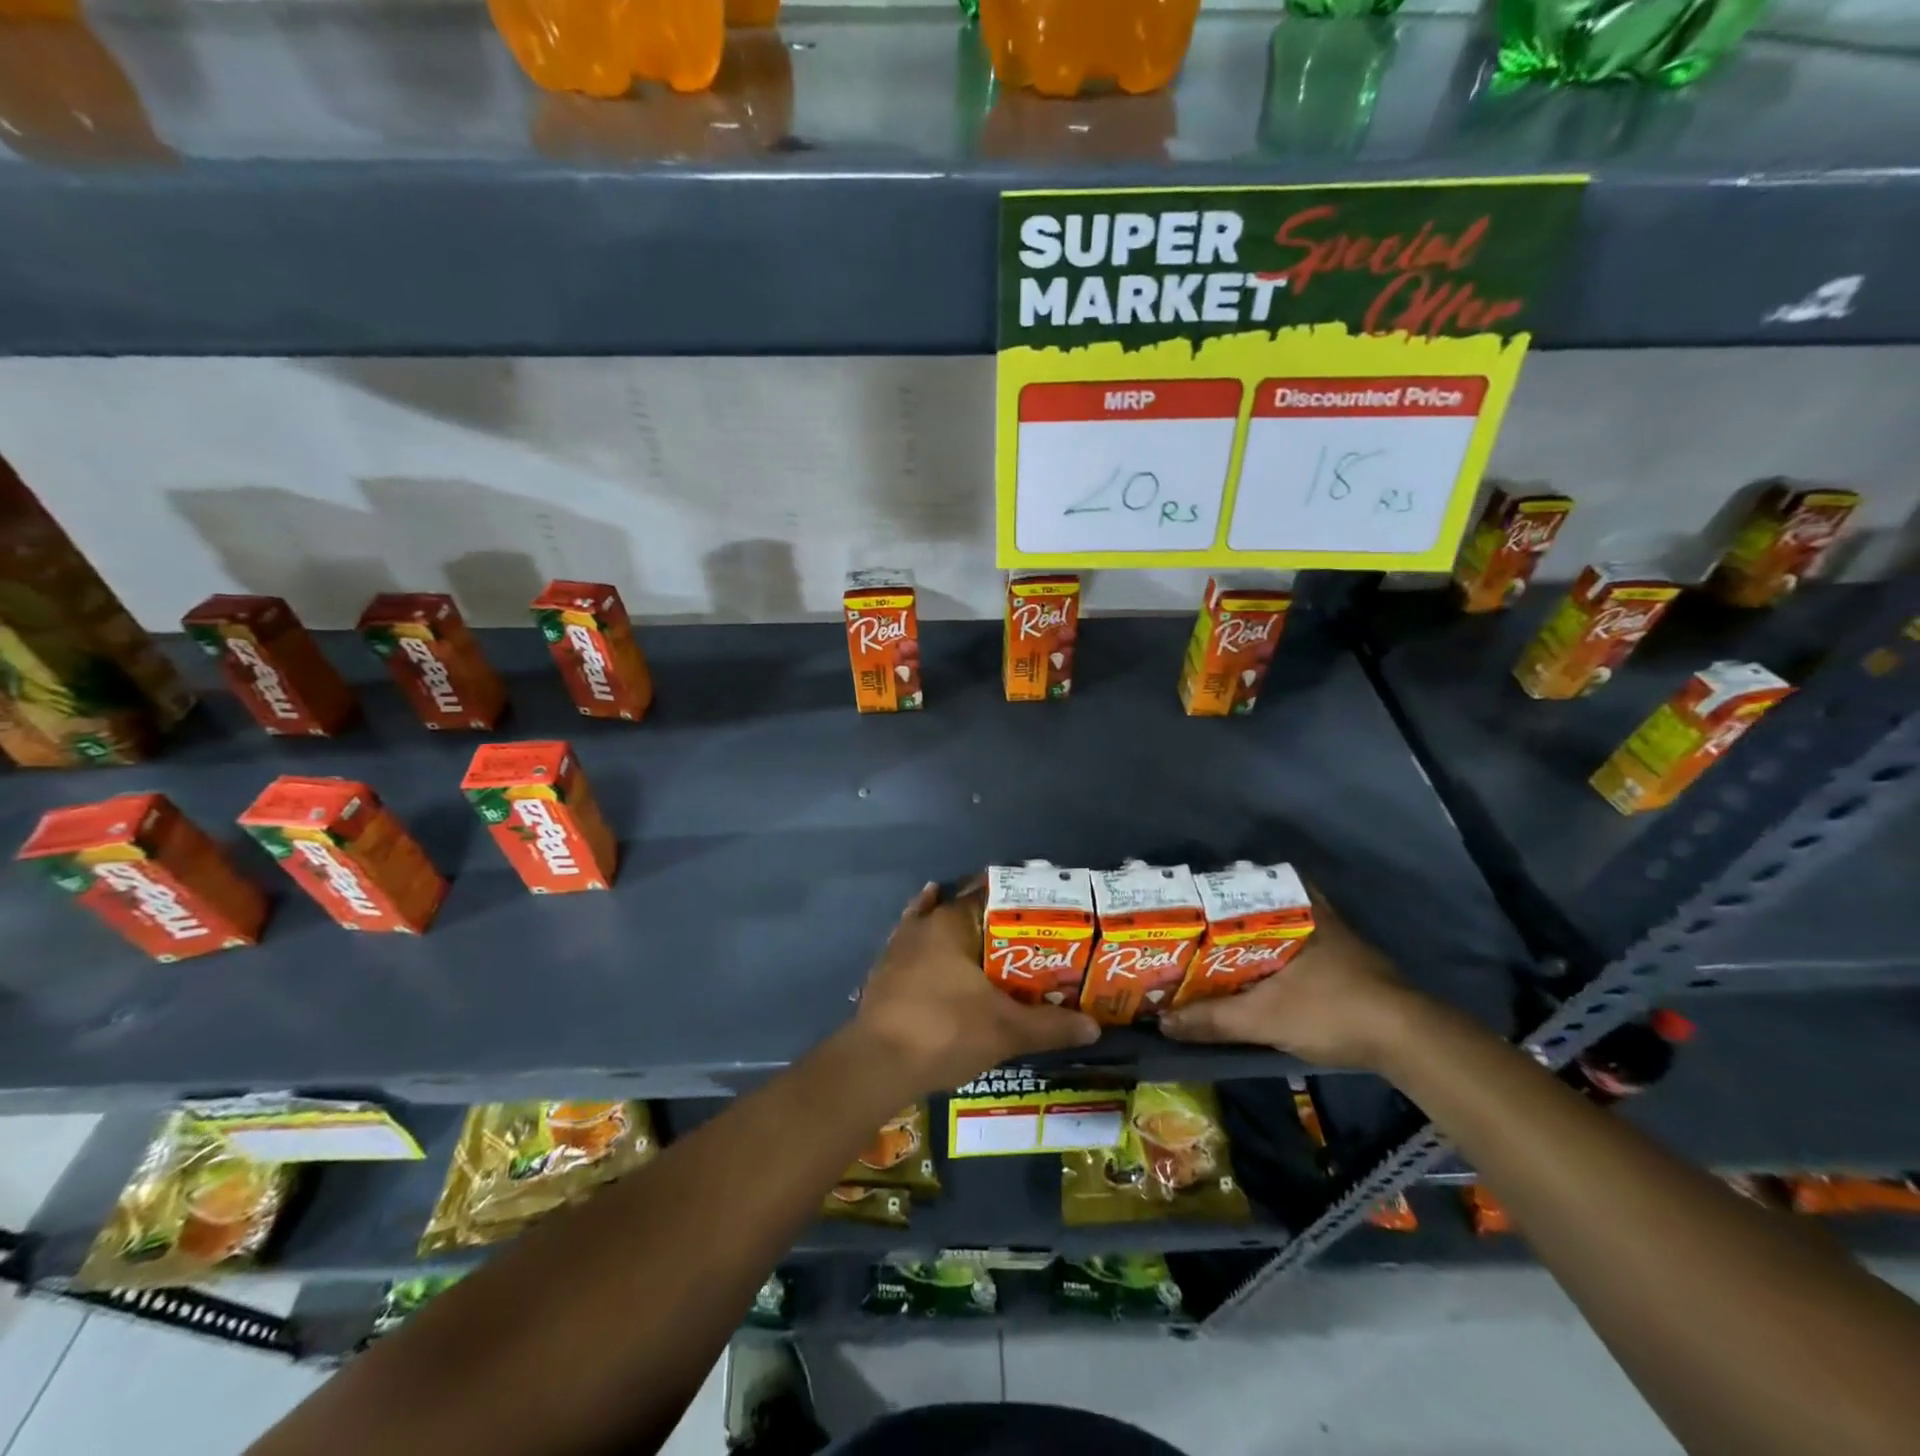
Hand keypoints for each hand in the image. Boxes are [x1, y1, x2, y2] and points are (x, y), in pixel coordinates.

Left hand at [853, 880, 1099, 1095]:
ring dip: (956, 931)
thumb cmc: (945, 1031)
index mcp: (951, 922)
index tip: (1040, 909)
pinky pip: (912, 951)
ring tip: (985, 940)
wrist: (877, 1065)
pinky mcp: (883, 974)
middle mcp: (922, 925)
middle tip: (1023, 934)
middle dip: (989, 919)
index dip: (1015, 900)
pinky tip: (936, 957)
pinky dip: (928, 950)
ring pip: (933, 926)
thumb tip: (1094, 1027)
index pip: (988, 895)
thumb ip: (1050, 1025)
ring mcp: (897, 948)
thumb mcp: (1006, 1030)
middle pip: (961, 909)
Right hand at [1159, 885, 1422, 1069]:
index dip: (1222, 885)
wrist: (1408, 1040)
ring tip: (1224, 950)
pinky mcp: (1352, 963)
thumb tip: (1163, 1023)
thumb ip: (1212, 1019)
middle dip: (1236, 912)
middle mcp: (1317, 915)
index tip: (1195, 894)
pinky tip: (1266, 973)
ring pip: (1287, 926)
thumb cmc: (1330, 1010)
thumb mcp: (1262, 1018)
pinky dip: (1282, 954)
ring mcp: (1339, 938)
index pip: (1252, 882)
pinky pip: (1304, 946)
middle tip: (1202, 925)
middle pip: (1267, 903)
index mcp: (1295, 911)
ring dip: (1260, 935)